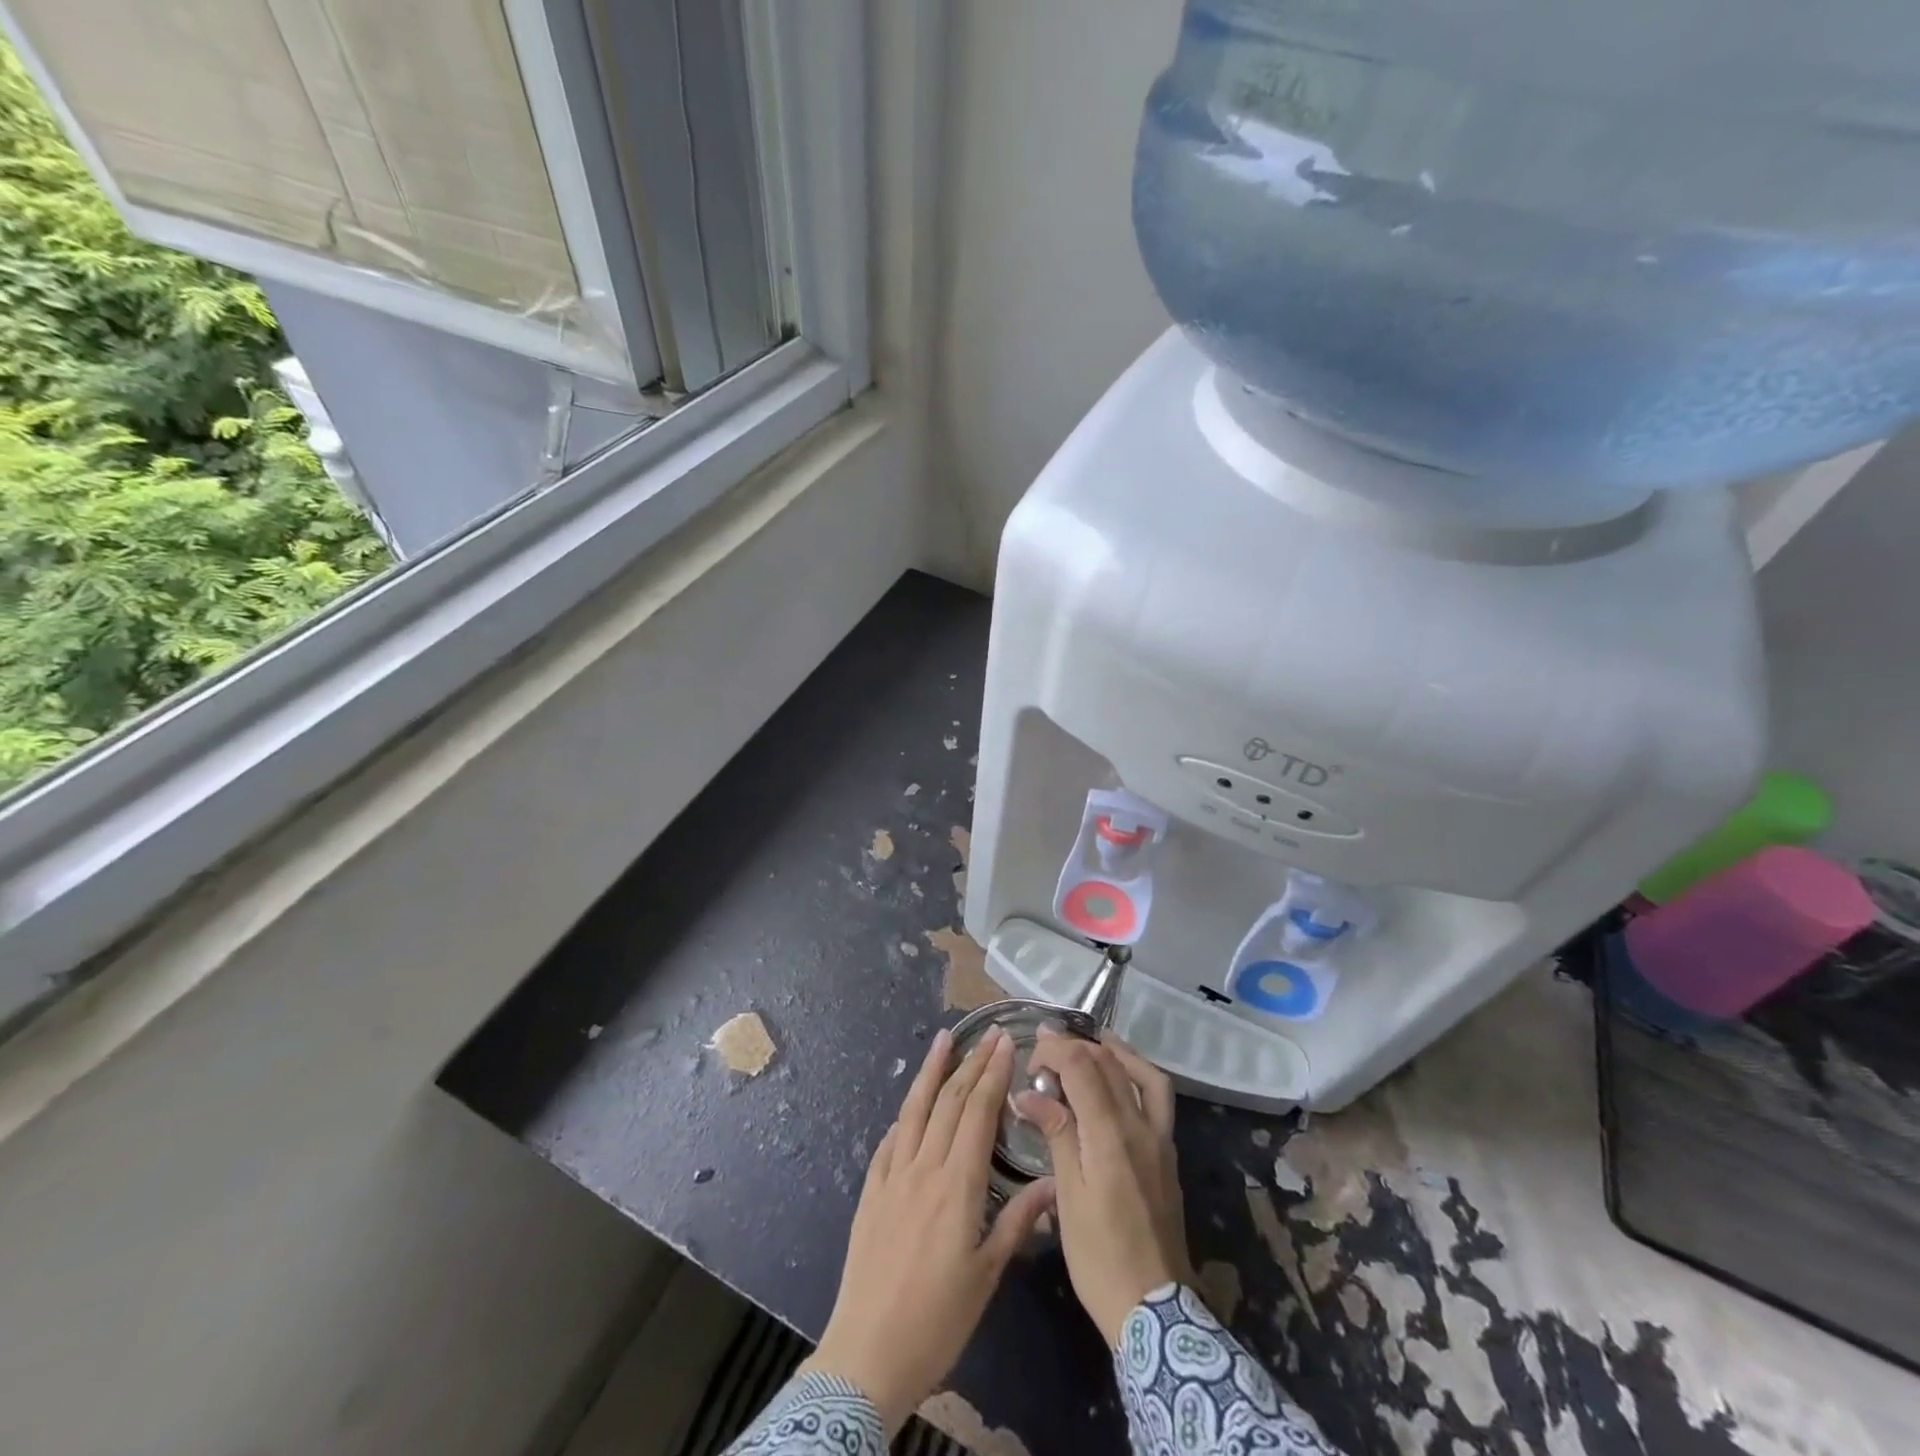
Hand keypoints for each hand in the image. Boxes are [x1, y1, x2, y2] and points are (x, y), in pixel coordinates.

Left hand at [804, 1026, 1055, 1432]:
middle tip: (988, 1033)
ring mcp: (892, 1176)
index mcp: (956, 1185)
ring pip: (914, 1110)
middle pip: (949, 1102)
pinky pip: (890, 1140)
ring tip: (943, 1039)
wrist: (867, 1353)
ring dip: (931, 1071)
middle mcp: (923, 1167)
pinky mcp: (871, 1191)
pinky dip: (905, 1115)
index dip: (993, 1075)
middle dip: (971, 1063)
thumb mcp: (986, 1275)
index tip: (1006, 1044)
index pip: (977, 1113)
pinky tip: (911, 1106)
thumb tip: (1053, 1183)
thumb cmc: (937, 1320)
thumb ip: (1018, 1222)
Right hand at [1014, 1029, 1192, 1346]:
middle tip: (1045, 1047)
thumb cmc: (1099, 1257)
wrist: (1154, 1309)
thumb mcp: (1068, 1198)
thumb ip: (1056, 1136)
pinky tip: (1119, 1079)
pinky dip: (1137, 1074)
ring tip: (1089, 1042)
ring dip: (1113, 1051)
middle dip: (1075, 1046)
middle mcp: (1141, 1126)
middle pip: (1110, 1064)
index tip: (1030, 1055)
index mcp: (1111, 1136)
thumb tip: (1029, 1095)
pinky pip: (1157, 1096)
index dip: (1056, 1050)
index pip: (1083, 1067)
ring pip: (1141, 1074)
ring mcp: (1160, 1139)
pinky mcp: (1168, 1153)